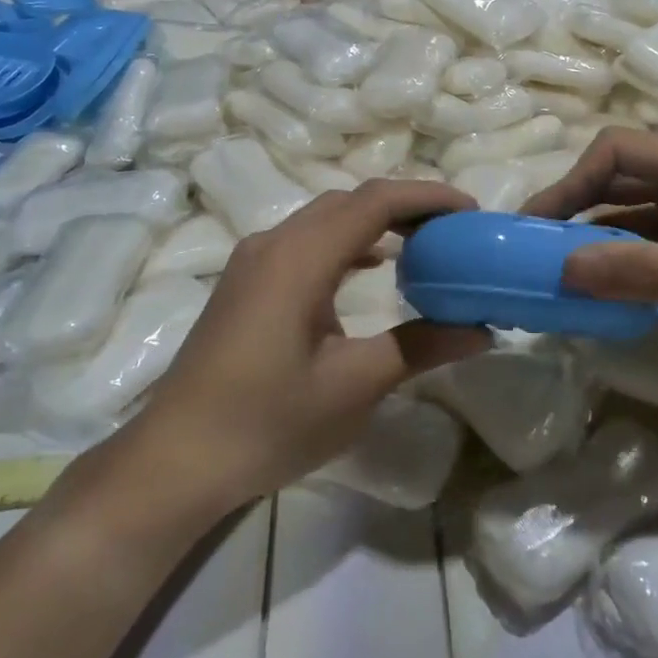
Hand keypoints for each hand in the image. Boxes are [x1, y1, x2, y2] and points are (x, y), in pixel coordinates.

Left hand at [105, 180, 491, 514]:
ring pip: (325, 218)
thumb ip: (419, 347)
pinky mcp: (246, 282)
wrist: (175, 460)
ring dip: (375, 221)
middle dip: (406, 205)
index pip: (374, 202)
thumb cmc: (267, 423)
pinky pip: (306, 240)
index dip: (427, 197)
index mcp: (299, 258)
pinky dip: (347, 241)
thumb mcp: (354, 387)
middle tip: (454, 229)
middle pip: (349, 201)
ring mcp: (253, 261)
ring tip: (423, 243)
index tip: (470, 212)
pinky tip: (371, 267)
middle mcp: (273, 243)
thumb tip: (482, 332)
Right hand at [520, 128, 657, 370]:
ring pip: (627, 210)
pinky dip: (617, 256)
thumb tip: (562, 268)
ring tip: (558, 268)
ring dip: (592, 234)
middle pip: (616, 176)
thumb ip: (638, 271)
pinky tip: (597, 283)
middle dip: (574, 206)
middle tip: (537, 246)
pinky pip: (645, 239)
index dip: (572, 181)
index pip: (616, 151)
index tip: (541, 224)